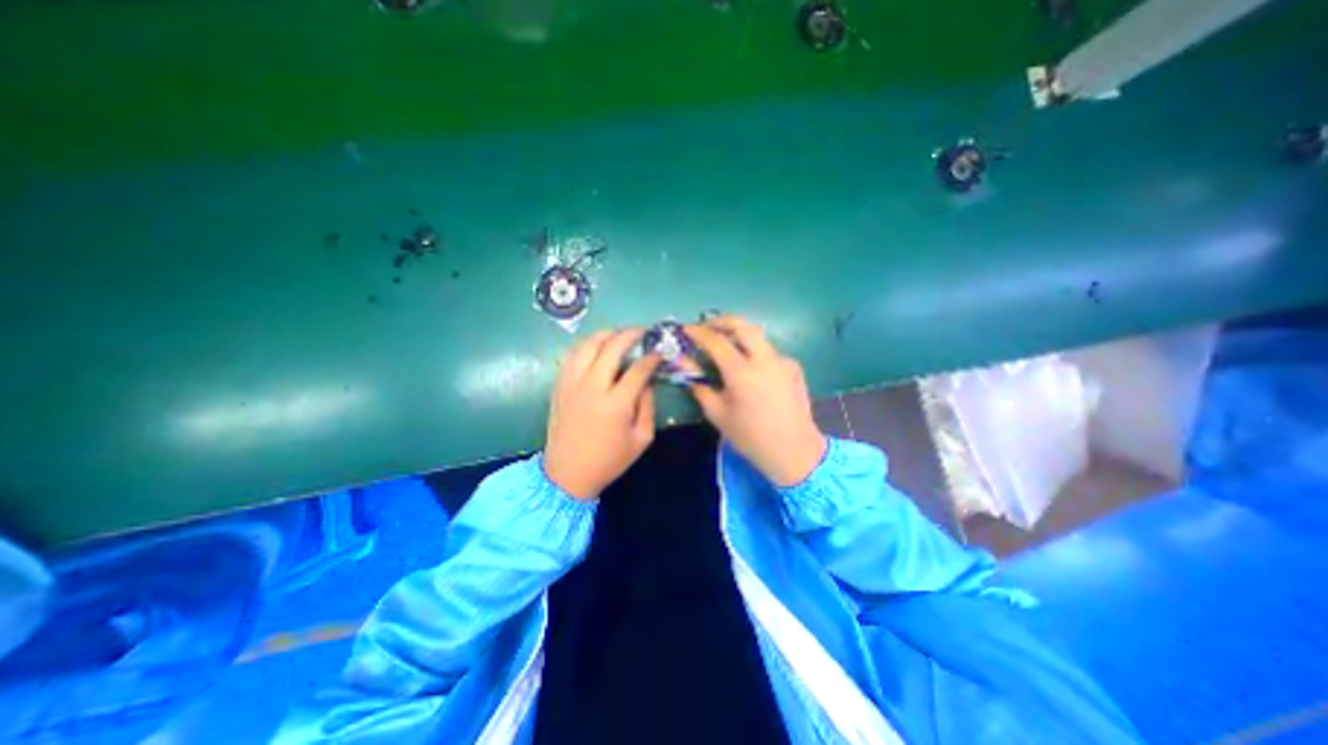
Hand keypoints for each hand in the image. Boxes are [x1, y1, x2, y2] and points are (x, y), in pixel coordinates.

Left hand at [540, 328, 660, 499]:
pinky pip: (571, 356)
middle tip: (641, 332)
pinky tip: (595, 347)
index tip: (659, 352)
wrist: (567, 474)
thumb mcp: (641, 439)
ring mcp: (572, 384)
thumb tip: (647, 380)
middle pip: (611, 347)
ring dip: (605, 334)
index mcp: (616, 404)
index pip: (638, 369)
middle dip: (630, 334)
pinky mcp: (559, 386)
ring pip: (587, 345)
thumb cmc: (609, 460)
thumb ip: (648, 406)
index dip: (652, 357)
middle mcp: (592, 387)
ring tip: (618, 334)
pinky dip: (585, 346)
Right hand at [683, 314, 825, 486]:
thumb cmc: (750, 436)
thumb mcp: (718, 414)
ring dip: (739, 334)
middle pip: (743, 325)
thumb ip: (700, 386)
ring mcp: (782, 361)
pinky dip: (754, 351)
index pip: (716, 341)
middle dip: (721, 320)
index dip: (698, 332)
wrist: (794, 451)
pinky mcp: (793, 367)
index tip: (686, 329)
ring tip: (725, 344)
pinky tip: (750, 367)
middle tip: (707, 326)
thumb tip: (684, 366)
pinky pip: (769, 351)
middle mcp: (764, 360)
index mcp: (742, 373)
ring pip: (758, 336)